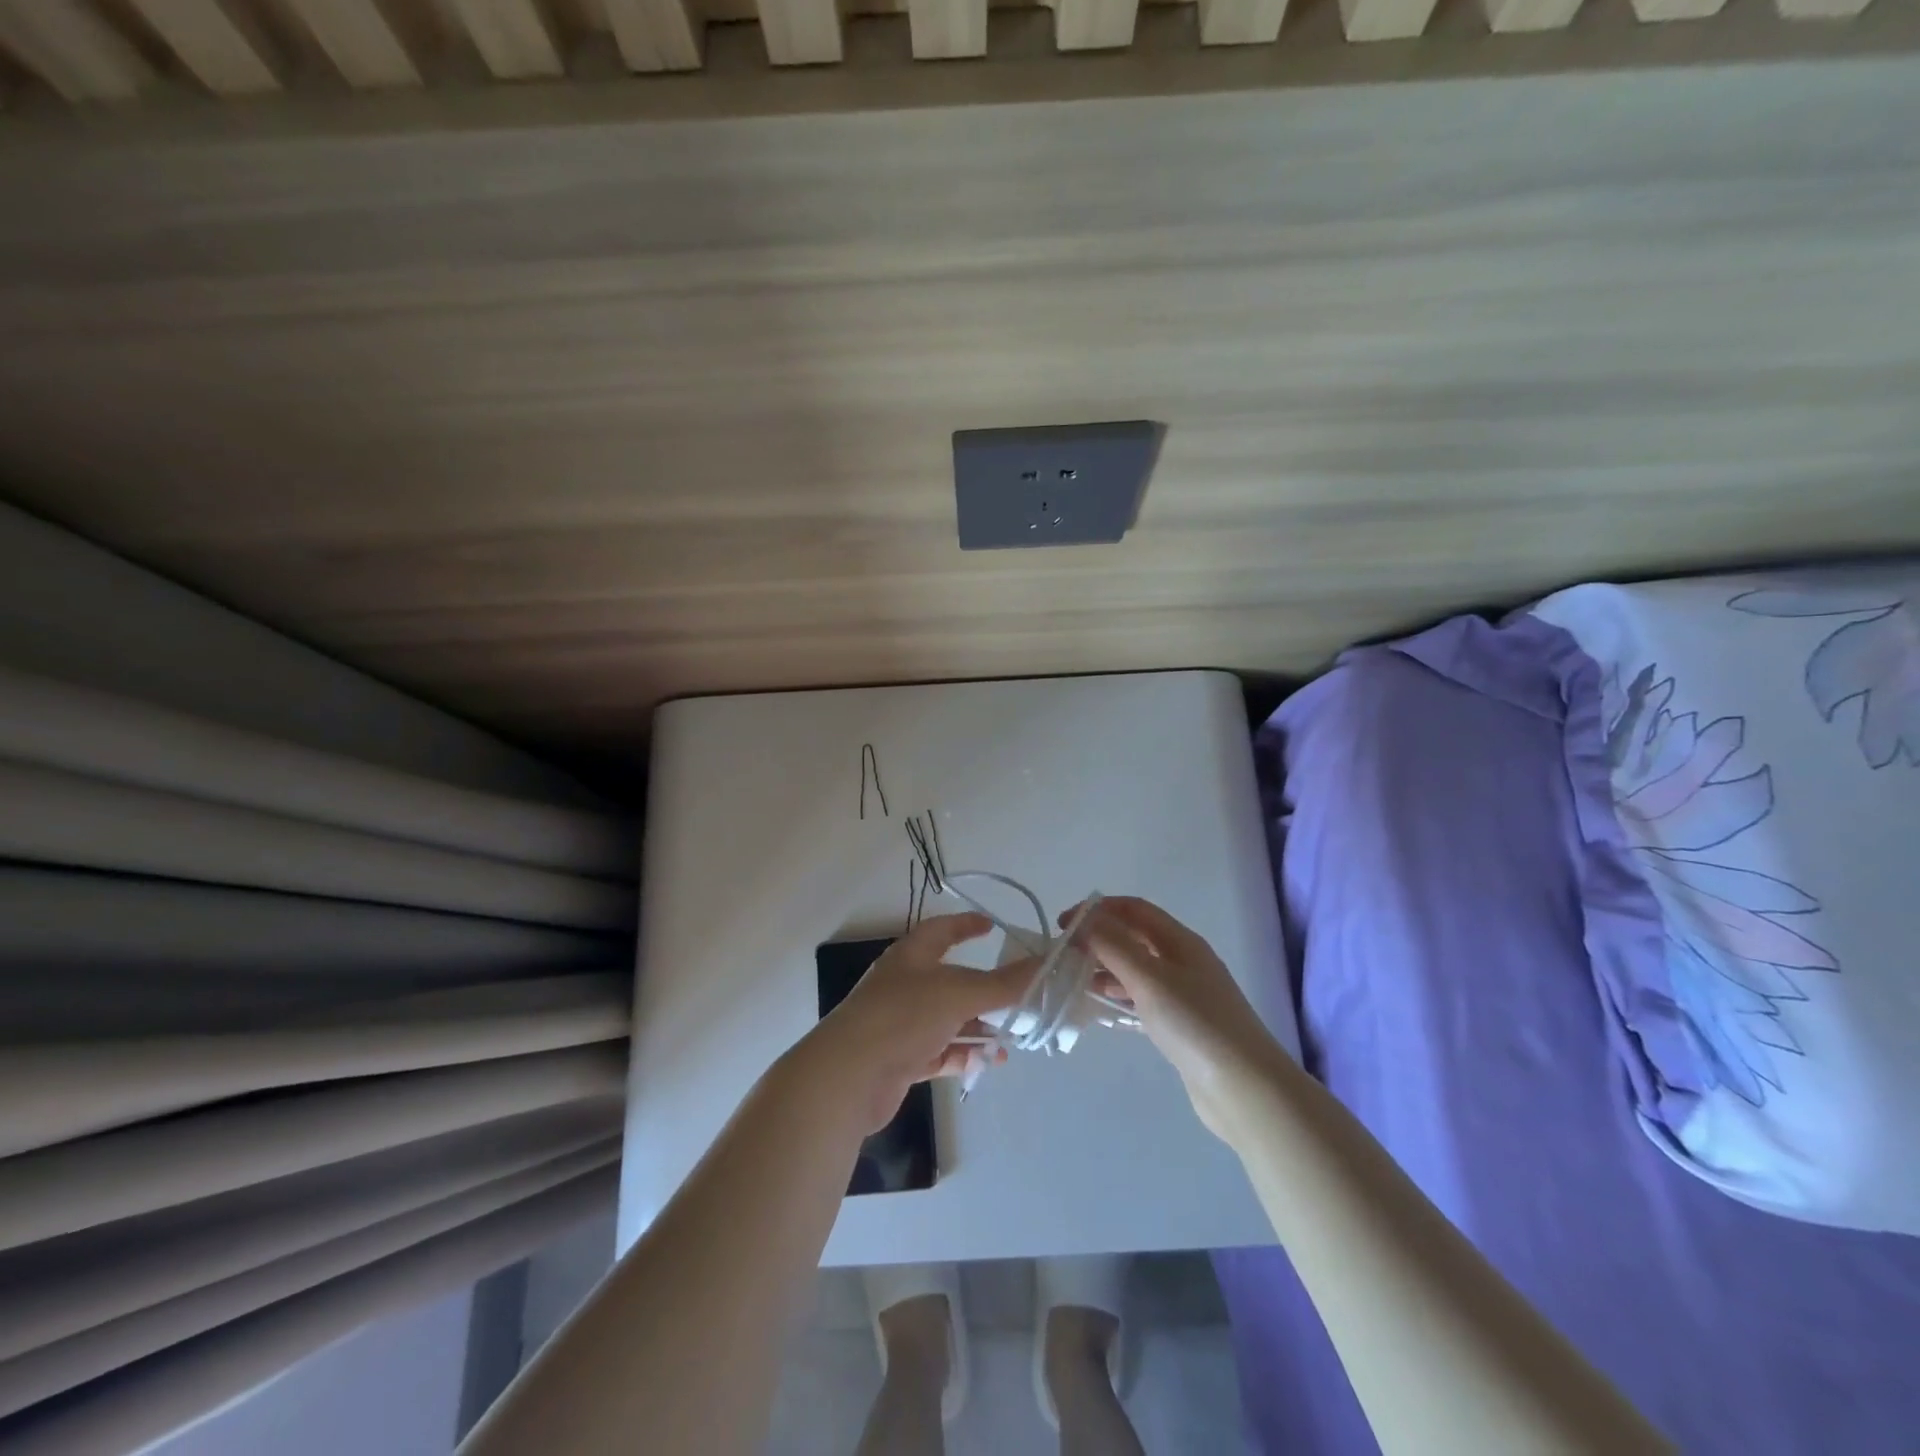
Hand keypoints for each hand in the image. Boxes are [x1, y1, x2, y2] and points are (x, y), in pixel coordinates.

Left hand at [802, 913, 1028, 1133]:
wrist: (849, 1076)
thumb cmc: (902, 1017)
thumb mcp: (958, 994)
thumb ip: (1003, 983)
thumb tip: (1045, 963)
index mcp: (912, 956)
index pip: (942, 929)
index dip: (966, 924)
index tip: (992, 926)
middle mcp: (906, 984)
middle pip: (953, 980)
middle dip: (986, 989)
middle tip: (1020, 996)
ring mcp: (902, 1023)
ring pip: (950, 1019)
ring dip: (980, 1027)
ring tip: (1013, 1039)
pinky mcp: (902, 1059)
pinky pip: (941, 1051)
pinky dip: (964, 1054)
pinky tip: (987, 1063)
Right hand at [1062, 896, 1285, 1138]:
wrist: (1245, 1089)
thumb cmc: (1195, 1025)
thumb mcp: (1149, 979)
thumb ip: (1114, 945)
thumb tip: (1084, 920)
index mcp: (1180, 941)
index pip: (1133, 909)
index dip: (1097, 910)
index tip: (1063, 924)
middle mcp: (1183, 961)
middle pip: (1134, 936)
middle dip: (1098, 938)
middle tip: (1065, 954)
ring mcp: (1184, 994)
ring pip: (1136, 969)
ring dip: (1105, 968)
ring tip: (1074, 980)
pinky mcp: (1181, 1025)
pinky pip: (1142, 998)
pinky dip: (1118, 996)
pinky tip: (1100, 1009)